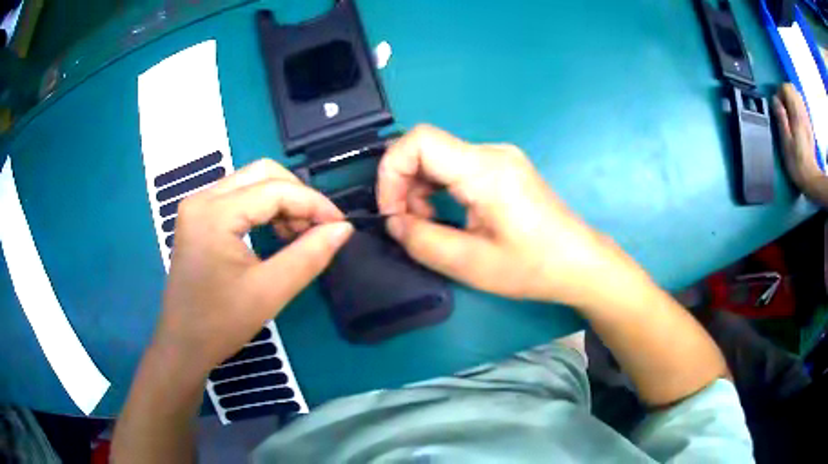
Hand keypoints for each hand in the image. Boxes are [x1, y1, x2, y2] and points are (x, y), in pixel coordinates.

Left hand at [156, 159, 352, 373]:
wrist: (183, 345)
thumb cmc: (221, 323)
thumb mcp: (270, 291)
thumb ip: (310, 255)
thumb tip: (344, 228)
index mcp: (214, 213)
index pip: (274, 190)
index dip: (313, 203)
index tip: (340, 225)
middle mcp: (202, 198)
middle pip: (262, 173)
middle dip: (297, 196)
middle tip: (317, 228)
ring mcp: (197, 205)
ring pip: (251, 182)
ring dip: (282, 201)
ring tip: (298, 235)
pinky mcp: (198, 217)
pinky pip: (239, 197)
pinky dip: (264, 209)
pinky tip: (276, 233)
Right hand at [377, 125, 618, 305]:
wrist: (579, 263)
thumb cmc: (532, 267)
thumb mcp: (471, 264)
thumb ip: (422, 241)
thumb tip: (393, 222)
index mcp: (485, 169)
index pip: (419, 140)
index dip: (391, 170)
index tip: (391, 211)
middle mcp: (491, 153)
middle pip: (426, 148)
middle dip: (405, 185)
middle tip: (411, 225)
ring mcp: (499, 158)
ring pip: (439, 157)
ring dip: (421, 189)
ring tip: (430, 225)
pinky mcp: (503, 168)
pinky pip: (456, 166)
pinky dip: (439, 188)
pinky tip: (446, 215)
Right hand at [773, 83, 820, 190]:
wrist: (811, 180)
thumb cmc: (797, 163)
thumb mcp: (785, 142)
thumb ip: (780, 117)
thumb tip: (774, 100)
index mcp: (796, 114)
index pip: (786, 88)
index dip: (779, 92)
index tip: (777, 107)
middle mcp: (802, 113)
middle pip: (793, 89)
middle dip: (785, 93)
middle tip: (782, 108)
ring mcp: (807, 119)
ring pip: (798, 96)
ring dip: (792, 99)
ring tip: (789, 113)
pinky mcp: (809, 126)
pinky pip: (802, 107)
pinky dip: (797, 107)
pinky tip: (796, 119)